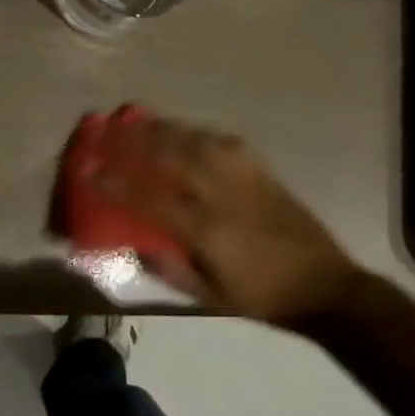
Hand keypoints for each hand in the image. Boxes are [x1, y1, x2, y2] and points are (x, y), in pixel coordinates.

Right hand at [95, 113, 363, 327]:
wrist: (325, 285)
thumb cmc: (262, 296)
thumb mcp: (210, 296)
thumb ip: (169, 269)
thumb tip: (134, 245)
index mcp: (205, 229)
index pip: (148, 197)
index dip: (115, 181)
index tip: (88, 167)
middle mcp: (219, 193)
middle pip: (168, 154)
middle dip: (132, 139)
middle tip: (107, 128)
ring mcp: (241, 175)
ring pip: (192, 139)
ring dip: (160, 128)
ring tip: (136, 120)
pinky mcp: (259, 167)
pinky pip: (219, 140)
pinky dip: (195, 132)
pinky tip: (183, 131)